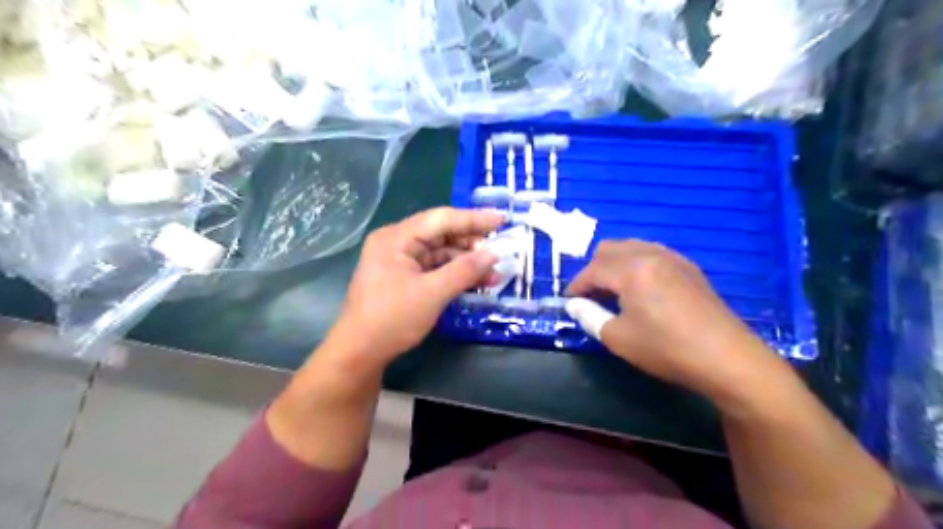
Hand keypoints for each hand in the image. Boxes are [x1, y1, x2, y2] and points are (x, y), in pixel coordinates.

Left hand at [330, 207, 503, 367]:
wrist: (359, 353)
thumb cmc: (392, 319)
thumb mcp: (432, 293)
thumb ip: (464, 270)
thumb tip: (493, 254)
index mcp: (396, 237)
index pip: (441, 219)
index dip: (474, 219)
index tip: (502, 219)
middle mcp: (397, 243)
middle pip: (441, 234)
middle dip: (472, 244)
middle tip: (500, 251)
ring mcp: (400, 261)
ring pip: (440, 253)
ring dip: (466, 262)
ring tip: (494, 273)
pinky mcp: (404, 277)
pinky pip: (434, 268)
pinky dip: (454, 274)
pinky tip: (476, 282)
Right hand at [567, 240, 780, 399]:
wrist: (728, 359)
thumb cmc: (667, 349)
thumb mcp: (619, 338)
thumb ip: (590, 316)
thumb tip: (574, 305)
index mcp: (631, 270)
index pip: (593, 270)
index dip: (576, 286)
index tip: (569, 302)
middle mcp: (651, 254)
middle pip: (610, 249)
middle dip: (594, 270)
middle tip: (591, 296)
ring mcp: (673, 258)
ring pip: (632, 247)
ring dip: (615, 264)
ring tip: (614, 291)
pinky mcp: (689, 268)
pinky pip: (652, 253)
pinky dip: (637, 264)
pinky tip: (642, 289)